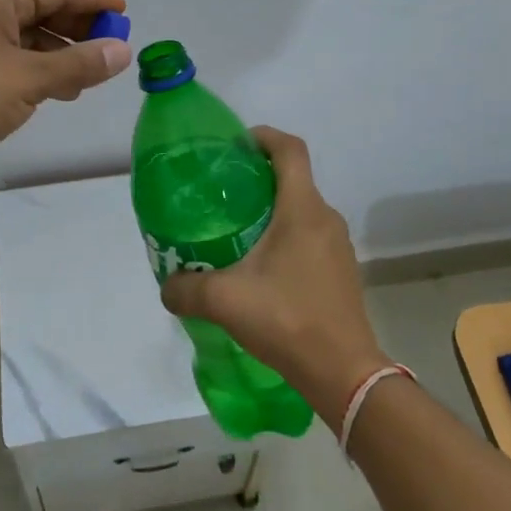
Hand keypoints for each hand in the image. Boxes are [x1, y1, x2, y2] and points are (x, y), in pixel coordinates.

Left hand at [0, 0, 131, 193]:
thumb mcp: (29, 80)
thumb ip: (79, 64)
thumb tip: (123, 51)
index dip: (93, 0)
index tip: (125, 12)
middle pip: (40, 9)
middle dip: (78, 28)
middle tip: (113, 46)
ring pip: (27, 37)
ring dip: (60, 53)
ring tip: (91, 75)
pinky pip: (12, 59)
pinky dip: (38, 70)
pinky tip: (58, 91)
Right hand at [160, 127, 389, 431]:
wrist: (344, 373)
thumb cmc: (287, 320)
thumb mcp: (225, 301)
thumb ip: (187, 288)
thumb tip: (167, 285)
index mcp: (302, 209)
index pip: (290, 149)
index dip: (262, 136)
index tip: (234, 145)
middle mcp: (325, 218)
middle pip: (293, 178)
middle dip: (257, 177)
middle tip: (220, 192)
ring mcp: (337, 245)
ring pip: (301, 209)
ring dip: (271, 209)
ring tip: (235, 229)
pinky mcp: (340, 270)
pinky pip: (309, 235)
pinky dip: (284, 236)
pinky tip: (260, 267)